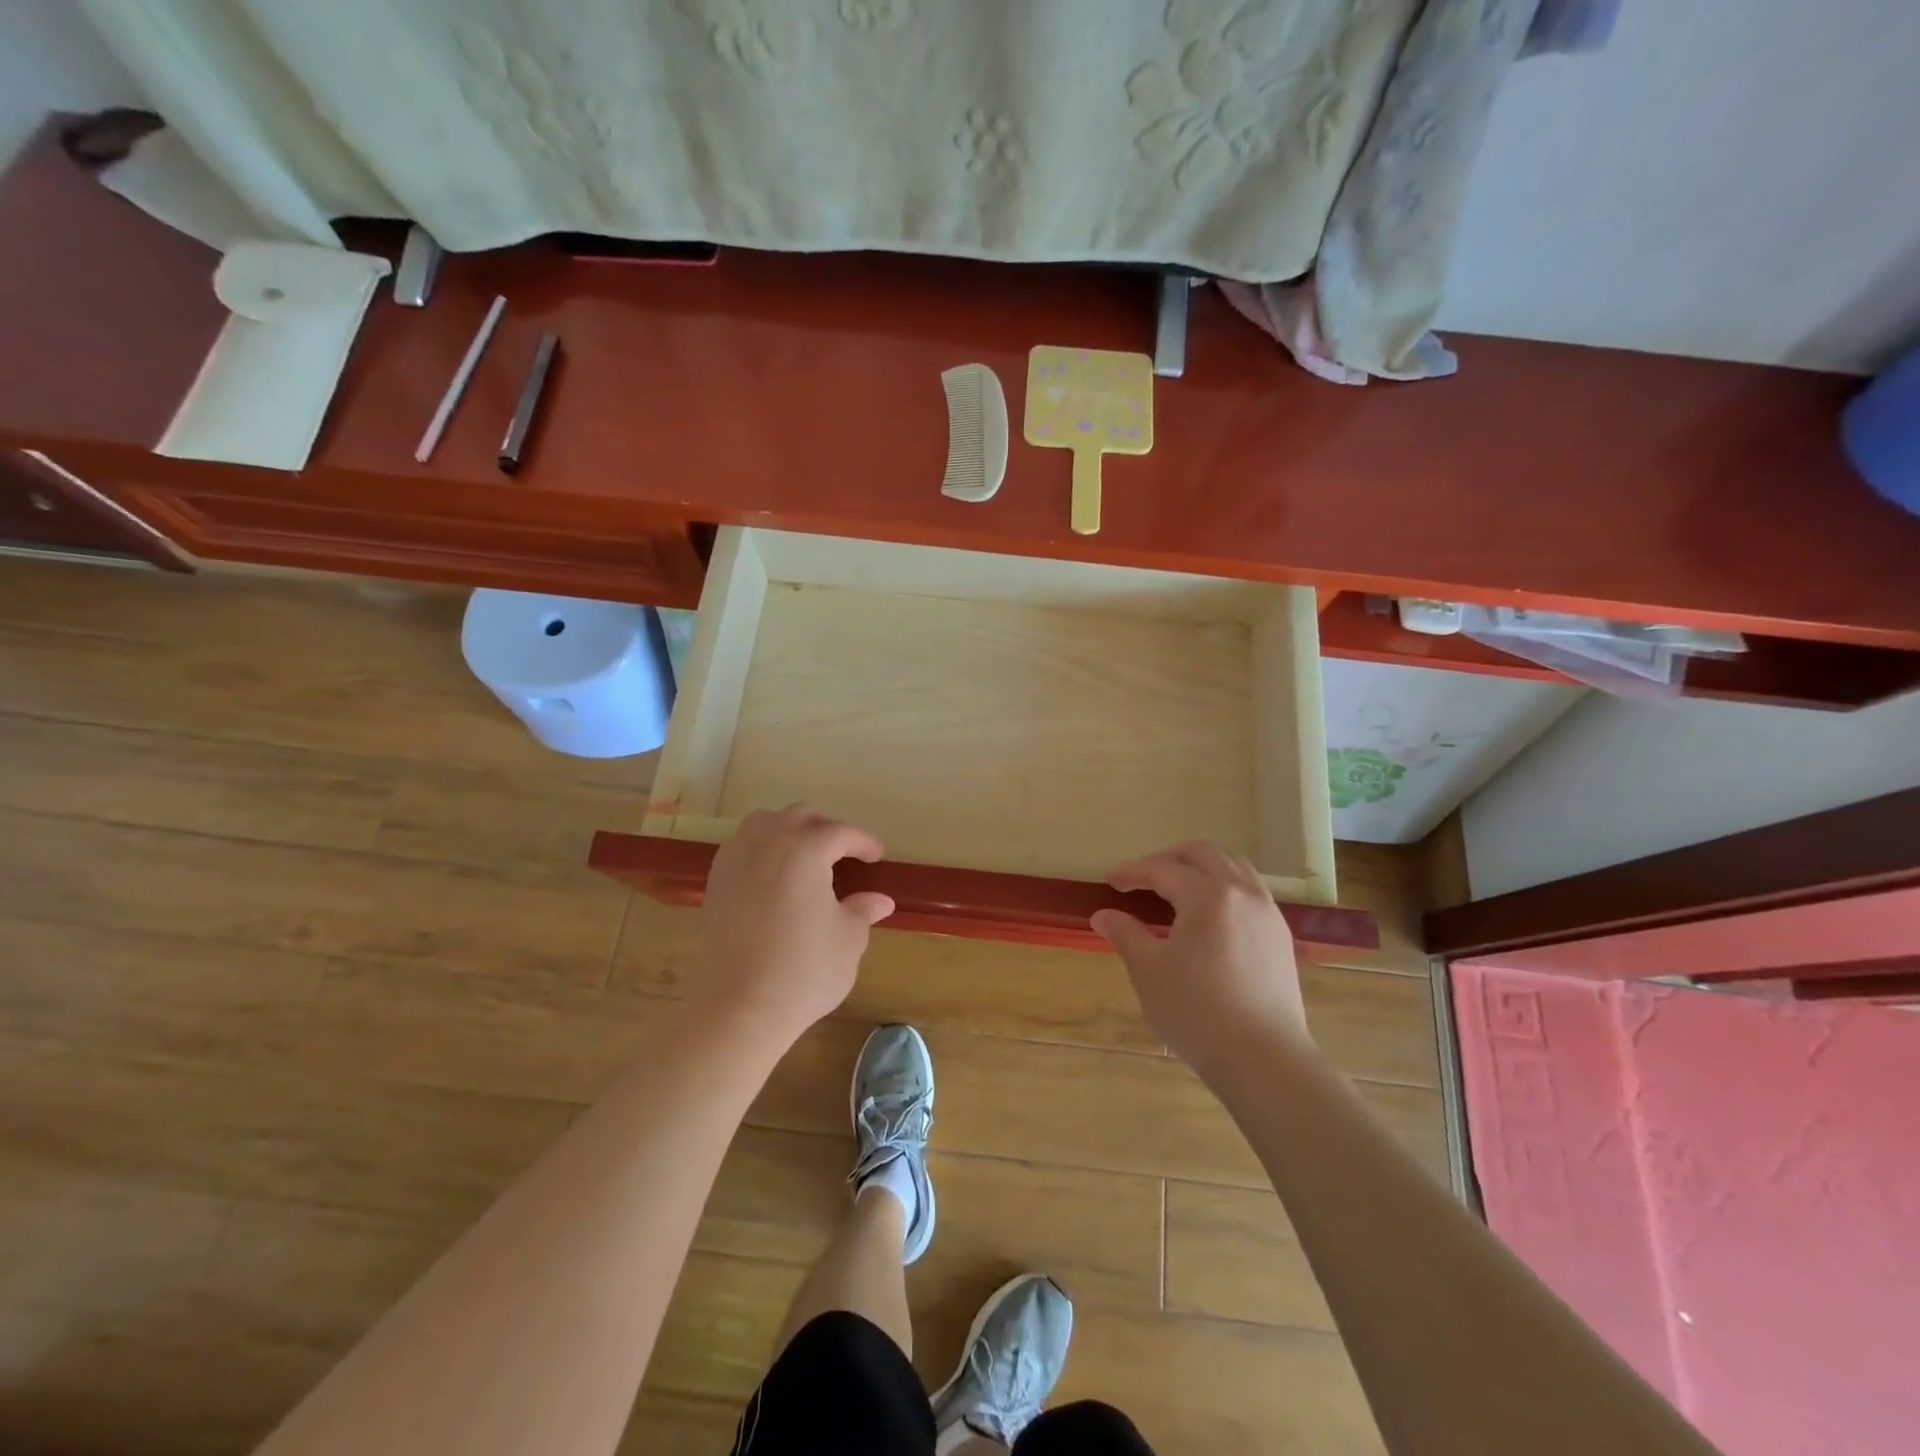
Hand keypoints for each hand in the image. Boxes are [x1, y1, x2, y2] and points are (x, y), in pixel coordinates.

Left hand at [690, 805, 894, 1047]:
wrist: (737, 1008)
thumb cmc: (803, 971)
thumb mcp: (848, 940)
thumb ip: (862, 911)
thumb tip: (880, 900)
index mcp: (805, 849)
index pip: (841, 832)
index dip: (863, 842)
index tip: (877, 858)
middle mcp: (767, 842)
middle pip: (801, 817)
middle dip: (827, 829)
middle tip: (845, 854)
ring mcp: (735, 860)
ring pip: (765, 823)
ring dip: (790, 830)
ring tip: (806, 856)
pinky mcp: (715, 883)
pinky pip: (742, 846)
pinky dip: (762, 848)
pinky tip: (773, 875)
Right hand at [1090, 841, 1311, 1073]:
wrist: (1264, 1060)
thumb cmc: (1197, 1013)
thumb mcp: (1149, 971)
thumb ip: (1125, 934)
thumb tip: (1103, 916)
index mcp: (1207, 895)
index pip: (1162, 869)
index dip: (1132, 872)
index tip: (1110, 882)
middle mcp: (1242, 892)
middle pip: (1203, 854)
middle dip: (1168, 858)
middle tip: (1143, 877)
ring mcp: (1267, 913)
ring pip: (1234, 867)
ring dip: (1201, 868)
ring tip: (1177, 889)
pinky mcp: (1281, 936)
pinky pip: (1251, 891)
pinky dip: (1224, 888)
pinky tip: (1210, 917)